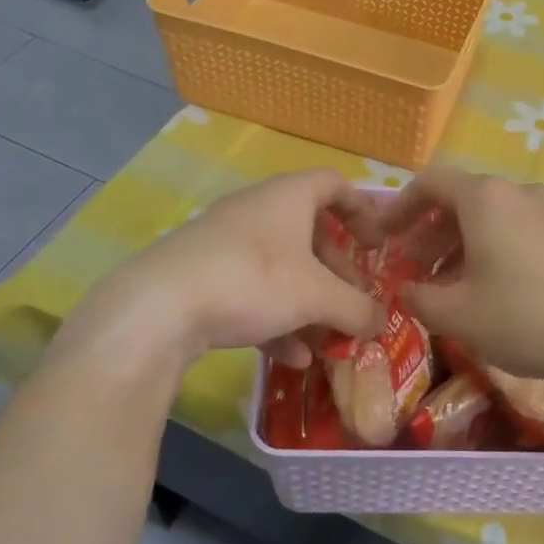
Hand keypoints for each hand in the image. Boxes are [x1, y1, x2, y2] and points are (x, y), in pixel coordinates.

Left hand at [53, 170, 385, 370]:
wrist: (160, 306)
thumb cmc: (253, 280)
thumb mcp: (317, 296)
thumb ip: (357, 308)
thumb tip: (384, 322)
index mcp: (288, 197)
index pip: (334, 185)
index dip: (362, 210)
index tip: (378, 245)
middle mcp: (257, 211)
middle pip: (309, 233)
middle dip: (337, 271)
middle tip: (355, 302)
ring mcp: (226, 243)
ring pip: (281, 268)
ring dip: (309, 302)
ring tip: (330, 339)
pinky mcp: (203, 276)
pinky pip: (252, 292)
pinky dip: (277, 319)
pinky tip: (292, 358)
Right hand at [381, 169, 543, 385]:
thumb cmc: (523, 319)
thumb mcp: (457, 314)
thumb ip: (418, 296)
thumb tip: (405, 289)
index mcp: (484, 198)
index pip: (429, 183)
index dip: (399, 207)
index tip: (384, 237)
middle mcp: (517, 192)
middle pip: (460, 200)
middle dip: (428, 232)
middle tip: (412, 268)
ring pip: (489, 216)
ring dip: (458, 244)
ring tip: (445, 285)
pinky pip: (516, 229)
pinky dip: (490, 248)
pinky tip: (487, 288)